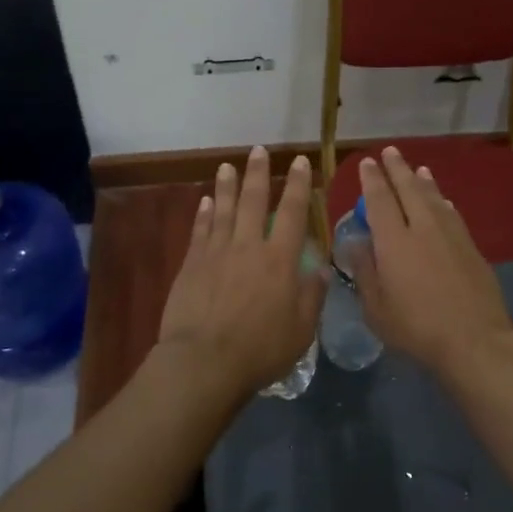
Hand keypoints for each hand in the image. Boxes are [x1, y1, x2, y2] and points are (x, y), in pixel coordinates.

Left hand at [157, 147, 324, 397]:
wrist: (203, 361)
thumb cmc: (260, 349)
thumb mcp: (301, 329)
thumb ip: (312, 295)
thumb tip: (321, 267)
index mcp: (279, 260)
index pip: (292, 213)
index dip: (298, 185)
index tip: (300, 162)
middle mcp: (248, 246)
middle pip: (253, 201)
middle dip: (259, 173)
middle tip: (259, 150)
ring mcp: (217, 252)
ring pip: (224, 209)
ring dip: (227, 185)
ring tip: (228, 165)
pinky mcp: (192, 264)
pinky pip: (200, 230)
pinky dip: (204, 212)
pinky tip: (206, 200)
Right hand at [354, 147, 512, 372]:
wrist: (473, 339)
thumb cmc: (416, 328)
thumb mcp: (376, 308)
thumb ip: (365, 271)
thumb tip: (356, 242)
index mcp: (394, 241)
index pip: (379, 200)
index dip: (372, 179)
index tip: (368, 162)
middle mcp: (422, 228)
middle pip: (408, 189)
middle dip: (397, 169)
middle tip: (390, 152)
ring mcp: (450, 235)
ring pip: (433, 197)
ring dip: (423, 181)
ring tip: (418, 168)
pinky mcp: (470, 246)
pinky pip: (451, 213)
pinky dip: (442, 202)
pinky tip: (443, 201)